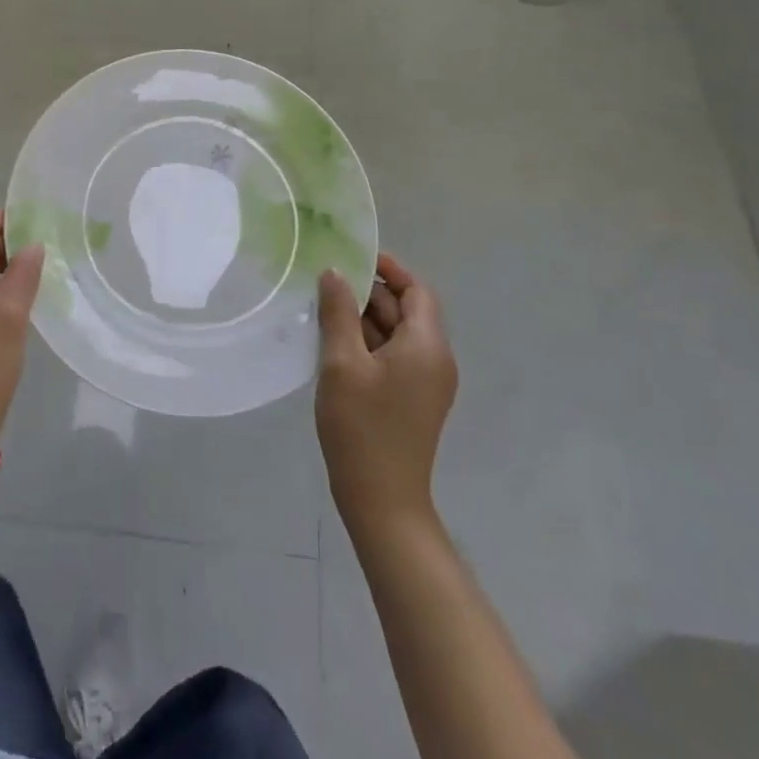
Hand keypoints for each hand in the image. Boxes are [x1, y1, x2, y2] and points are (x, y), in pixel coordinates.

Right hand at [316, 254, 458, 529]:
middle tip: (326, 283)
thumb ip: (339, 312)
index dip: (389, 268)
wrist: (382, 502)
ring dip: (364, 318)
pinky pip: (392, 356)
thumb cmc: (363, 427)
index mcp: (426, 345)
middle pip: (406, 310)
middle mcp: (434, 359)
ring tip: (323, 309)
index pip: (417, 290)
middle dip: (369, 293)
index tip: (353, 257)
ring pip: (396, 334)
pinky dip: (367, 342)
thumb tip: (335, 272)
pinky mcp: (412, 399)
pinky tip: (334, 344)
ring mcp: (425, 382)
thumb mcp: (342, 363)